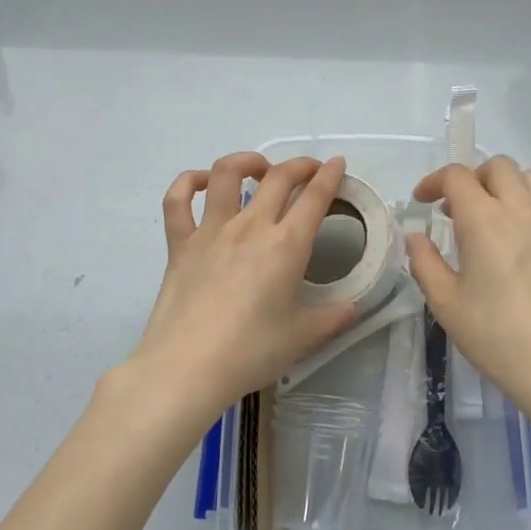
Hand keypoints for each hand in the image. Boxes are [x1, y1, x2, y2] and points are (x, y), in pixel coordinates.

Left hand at [127, 152, 356, 420]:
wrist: (187, 367)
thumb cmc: (251, 352)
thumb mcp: (302, 337)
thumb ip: (332, 318)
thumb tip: (353, 308)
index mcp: (287, 245)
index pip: (315, 197)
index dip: (330, 175)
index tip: (337, 163)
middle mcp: (251, 226)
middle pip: (279, 177)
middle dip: (300, 165)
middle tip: (309, 170)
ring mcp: (211, 230)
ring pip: (226, 173)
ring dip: (247, 161)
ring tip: (259, 169)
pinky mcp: (180, 243)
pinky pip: (178, 200)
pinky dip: (188, 182)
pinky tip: (202, 183)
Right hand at [405, 156, 530, 428]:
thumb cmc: (499, 338)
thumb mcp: (447, 305)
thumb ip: (425, 263)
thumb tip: (417, 237)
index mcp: (485, 219)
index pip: (456, 176)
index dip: (434, 182)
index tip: (423, 202)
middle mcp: (522, 209)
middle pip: (497, 166)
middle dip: (472, 179)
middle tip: (458, 210)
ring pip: (530, 178)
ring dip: (505, 186)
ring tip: (493, 217)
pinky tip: (524, 242)